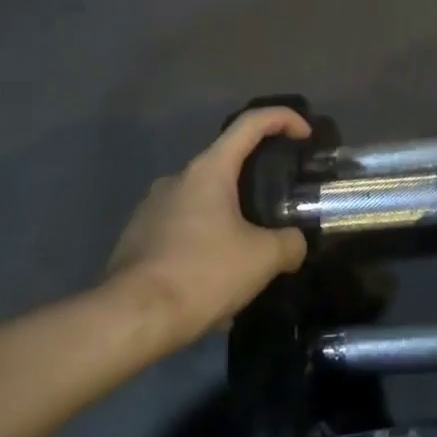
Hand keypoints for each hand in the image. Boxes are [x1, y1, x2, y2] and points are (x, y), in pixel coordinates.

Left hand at [105, 107, 312, 342]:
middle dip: (257, 182)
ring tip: (250, 256)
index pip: (250, 123)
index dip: (283, 118)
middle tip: (281, 207)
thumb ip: (290, 243)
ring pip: (204, 201)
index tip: (305, 134)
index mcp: (208, 170)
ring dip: (230, 219)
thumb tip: (295, 243)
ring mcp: (152, 207)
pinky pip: (183, 229)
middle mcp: (177, 179)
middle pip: (227, 164)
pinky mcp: (138, 236)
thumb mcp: (263, 259)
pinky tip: (216, 279)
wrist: (131, 317)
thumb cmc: (202, 273)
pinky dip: (205, 243)